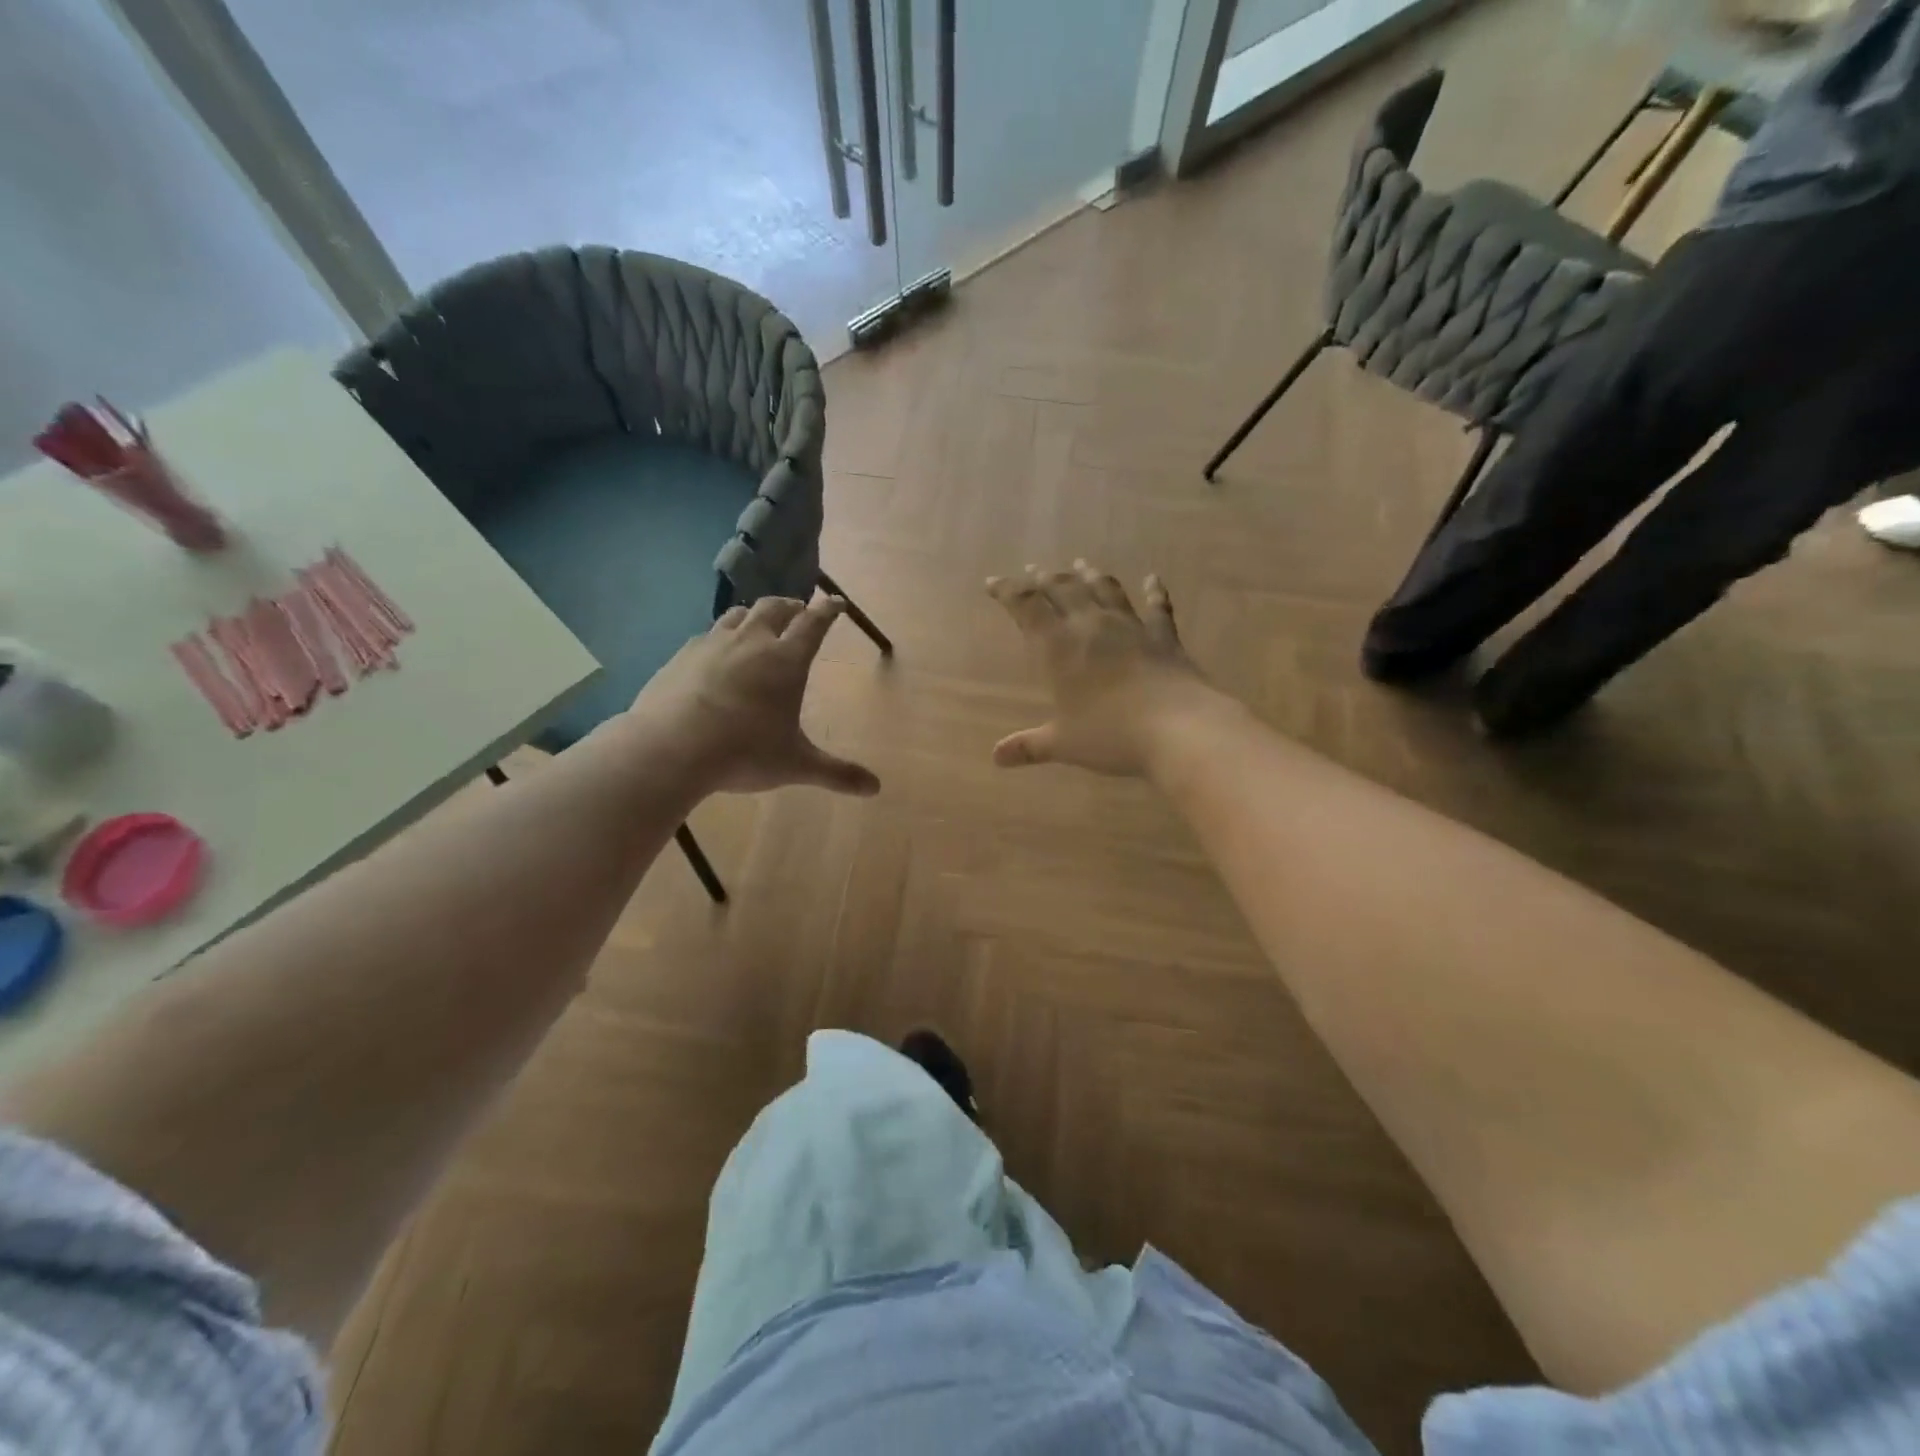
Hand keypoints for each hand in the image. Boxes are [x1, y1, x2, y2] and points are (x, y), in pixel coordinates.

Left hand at [627, 593, 879, 796]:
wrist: (669, 749)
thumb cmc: (743, 753)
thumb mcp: (795, 765)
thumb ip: (836, 773)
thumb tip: (876, 789)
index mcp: (786, 660)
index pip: (814, 623)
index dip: (828, 610)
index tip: (837, 603)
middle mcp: (752, 642)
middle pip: (775, 608)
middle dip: (792, 605)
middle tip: (799, 609)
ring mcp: (712, 644)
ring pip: (739, 614)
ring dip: (756, 613)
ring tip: (760, 622)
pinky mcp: (682, 655)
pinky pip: (708, 634)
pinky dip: (722, 635)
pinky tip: (717, 651)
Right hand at [987, 561, 1220, 777]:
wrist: (1177, 728)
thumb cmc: (1110, 735)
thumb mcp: (1063, 744)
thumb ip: (1029, 746)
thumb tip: (996, 758)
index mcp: (1058, 647)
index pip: (1026, 606)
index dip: (1007, 591)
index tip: (992, 583)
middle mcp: (1091, 625)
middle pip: (1063, 589)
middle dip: (1043, 578)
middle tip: (1032, 570)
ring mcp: (1130, 626)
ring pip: (1104, 589)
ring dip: (1089, 575)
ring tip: (1080, 565)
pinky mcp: (1163, 636)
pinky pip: (1157, 606)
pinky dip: (1154, 591)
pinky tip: (1153, 579)